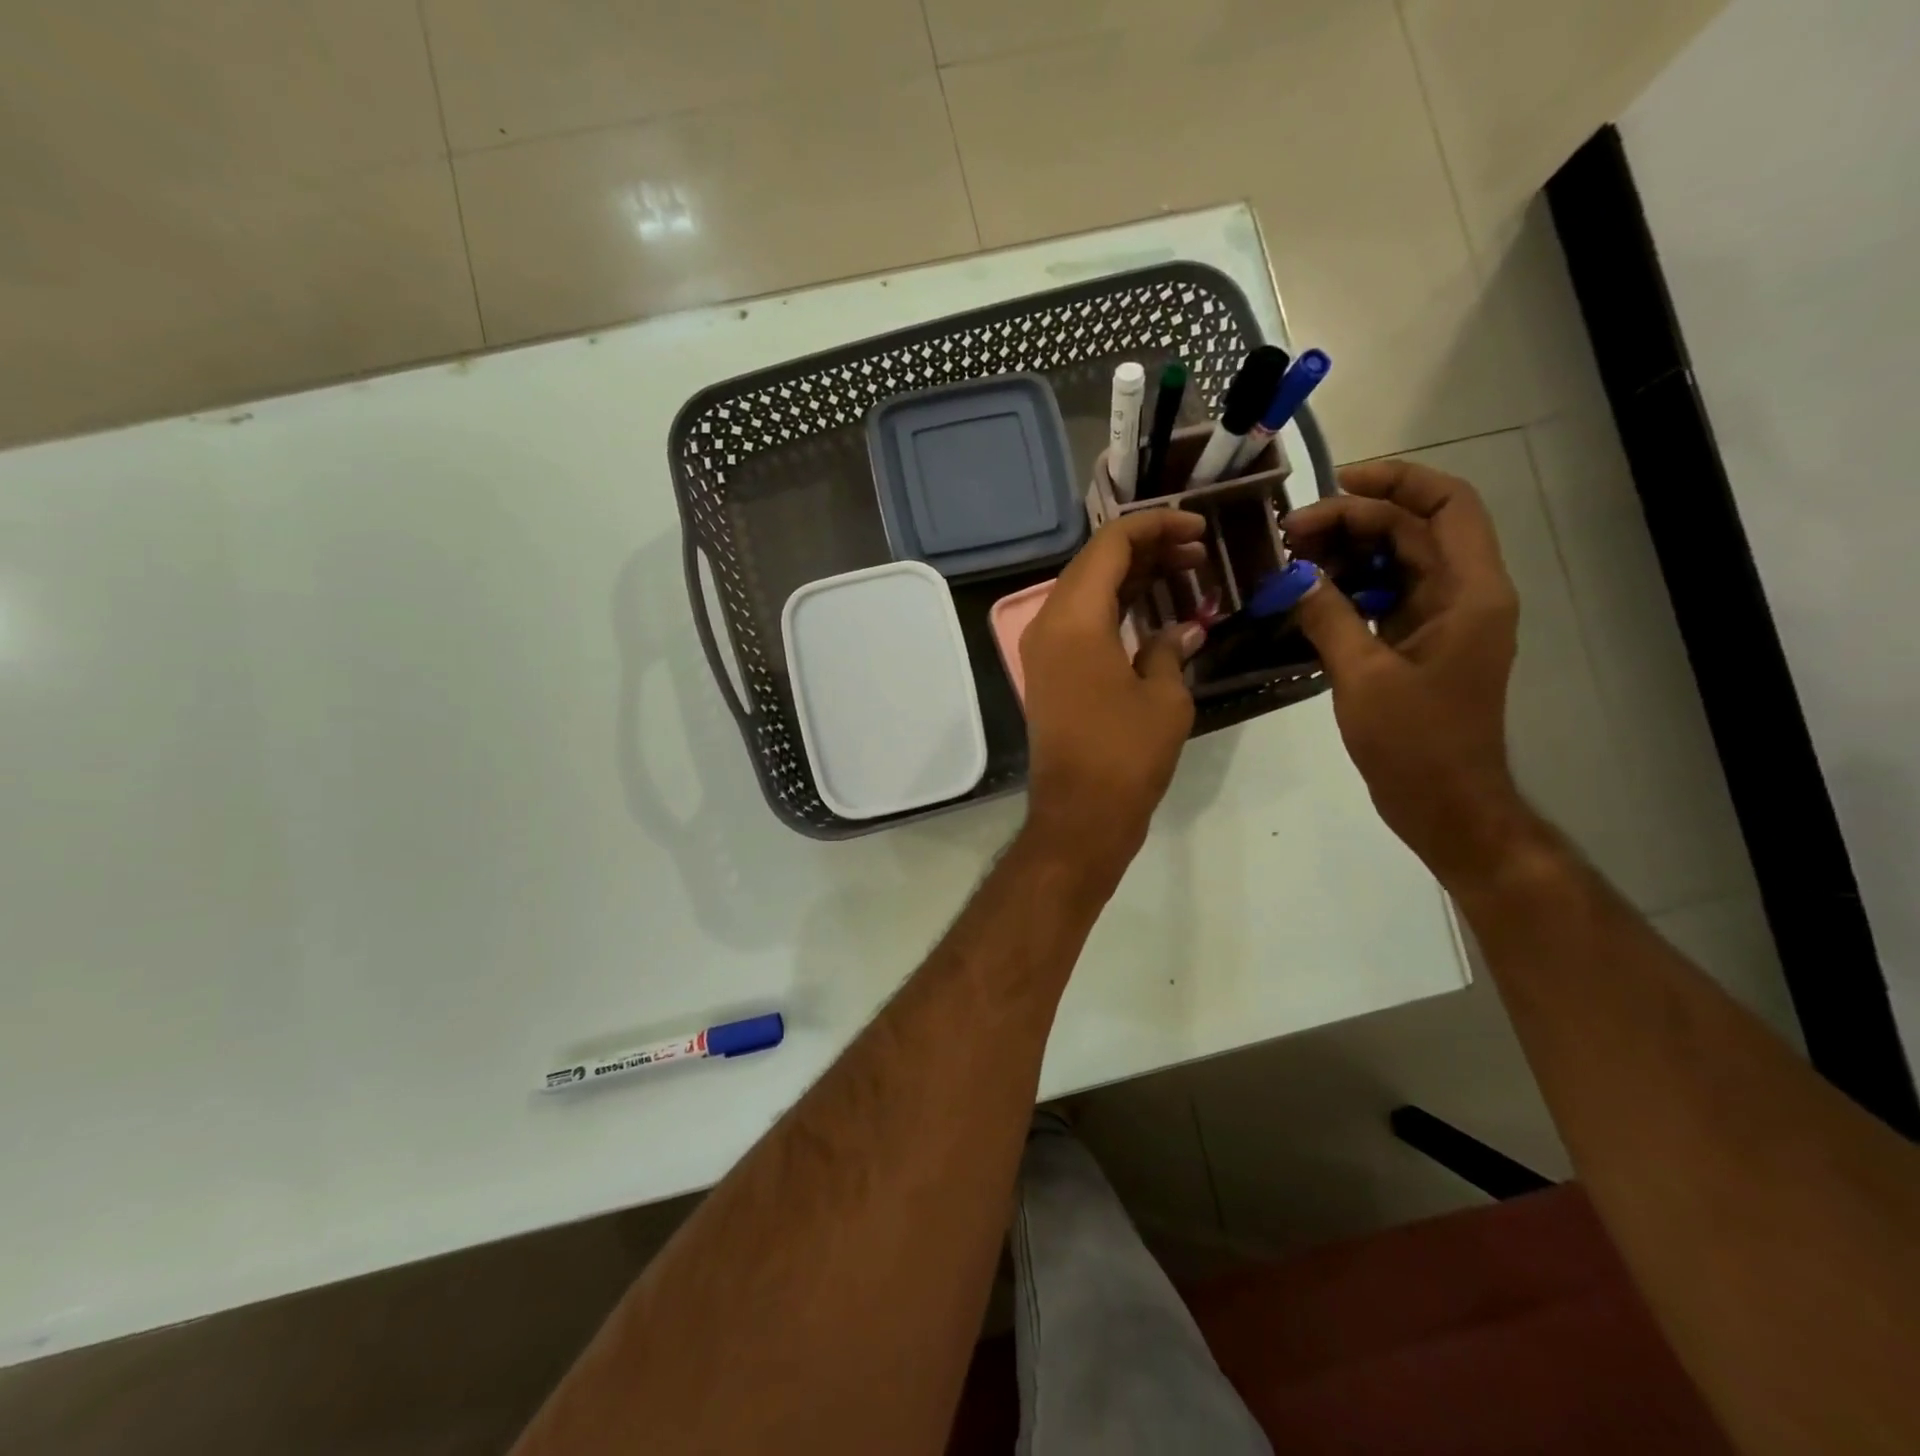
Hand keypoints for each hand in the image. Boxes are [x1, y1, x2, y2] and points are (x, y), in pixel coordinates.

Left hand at [1019, 511, 1208, 884]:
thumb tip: (1184, 627)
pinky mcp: (1049, 673)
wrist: (1079, 816)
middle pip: (1095, 563)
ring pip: (1087, 591)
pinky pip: (1081, 622)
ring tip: (1186, 574)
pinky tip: (1155, 611)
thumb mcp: (1164, 696)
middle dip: (1147, 548)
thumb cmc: (1126, 754)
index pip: (1111, 544)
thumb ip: (1171, 647)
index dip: (1157, 526)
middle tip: (1199, 553)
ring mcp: (1043, 649)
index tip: (1200, 529)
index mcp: (1074, 618)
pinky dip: (1116, 609)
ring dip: (1133, 578)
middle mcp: (1048, 623)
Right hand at [1283, 459, 1534, 889]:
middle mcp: (1463, 595)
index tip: (1334, 484)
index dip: (1396, 482)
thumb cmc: (1416, 744)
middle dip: (1354, 520)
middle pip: (1414, 530)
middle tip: (1289, 534)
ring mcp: (1442, 620)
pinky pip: (1384, 596)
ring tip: (1292, 558)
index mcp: (1470, 593)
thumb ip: (1328, 617)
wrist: (1446, 804)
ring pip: (1397, 561)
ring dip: (1347, 552)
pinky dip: (1348, 587)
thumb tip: (1293, 576)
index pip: (1446, 506)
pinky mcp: (1419, 644)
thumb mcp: (1364, 677)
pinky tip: (1308, 593)